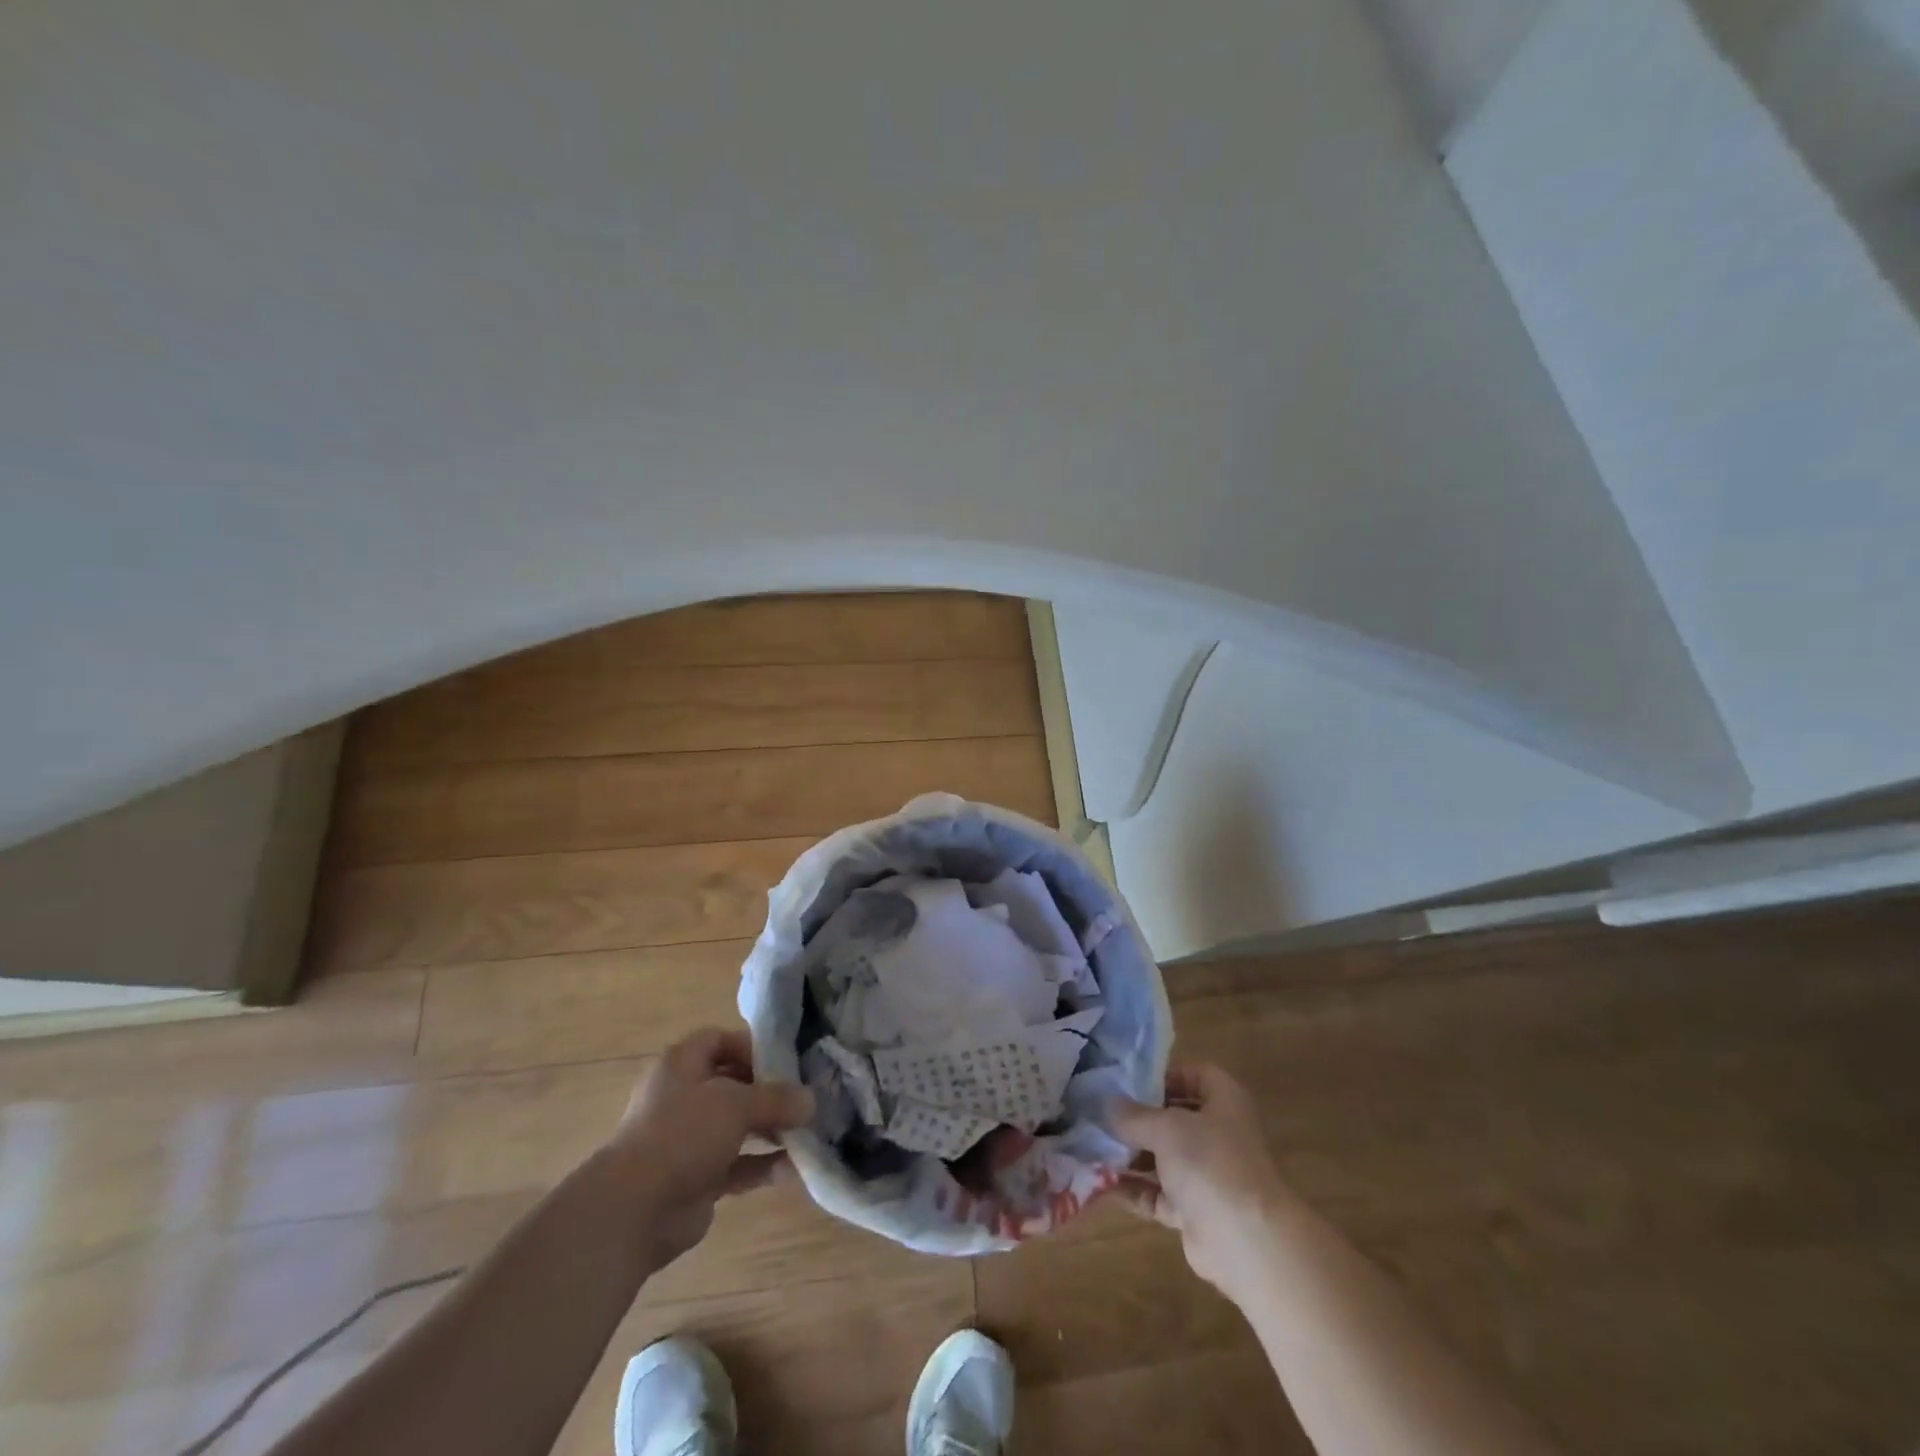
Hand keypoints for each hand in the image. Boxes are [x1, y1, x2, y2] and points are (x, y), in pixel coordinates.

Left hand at [602, 1027, 814, 1264]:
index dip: (752, 1046)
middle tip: (807, 1097)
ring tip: (809, 1131)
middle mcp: (684, 1096)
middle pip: (734, 1083)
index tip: (787, 1060)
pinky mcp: (698, 1177)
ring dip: (771, 1129)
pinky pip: (738, 1164)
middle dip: (770, 1092)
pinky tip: (794, 1169)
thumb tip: (811, 1101)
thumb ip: (776, 1098)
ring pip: (738, 1126)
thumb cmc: (683, 1133)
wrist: (635, 1210)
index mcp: (682, 1064)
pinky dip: (764, 1165)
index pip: (720, 1040)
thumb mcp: (736, 1103)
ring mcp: (690, 1139)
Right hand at [1112, 1063, 1287, 1291]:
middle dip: (1138, 1118)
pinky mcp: (1196, 1211)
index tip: (1128, 1082)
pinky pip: (1159, 1194)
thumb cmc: (1210, 1163)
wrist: (1246, 1242)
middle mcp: (1220, 1134)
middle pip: (1175, 1117)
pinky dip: (1135, 1190)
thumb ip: (1133, 1115)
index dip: (1164, 1075)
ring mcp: (1209, 1175)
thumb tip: (1106, 1105)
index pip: (1195, 1075)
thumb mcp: (1165, 1127)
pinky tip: (1103, 1183)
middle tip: (1101, 1114)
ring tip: (1092, 1147)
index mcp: (1225, 1101)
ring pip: (1165, 1157)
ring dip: (1132, 1155)